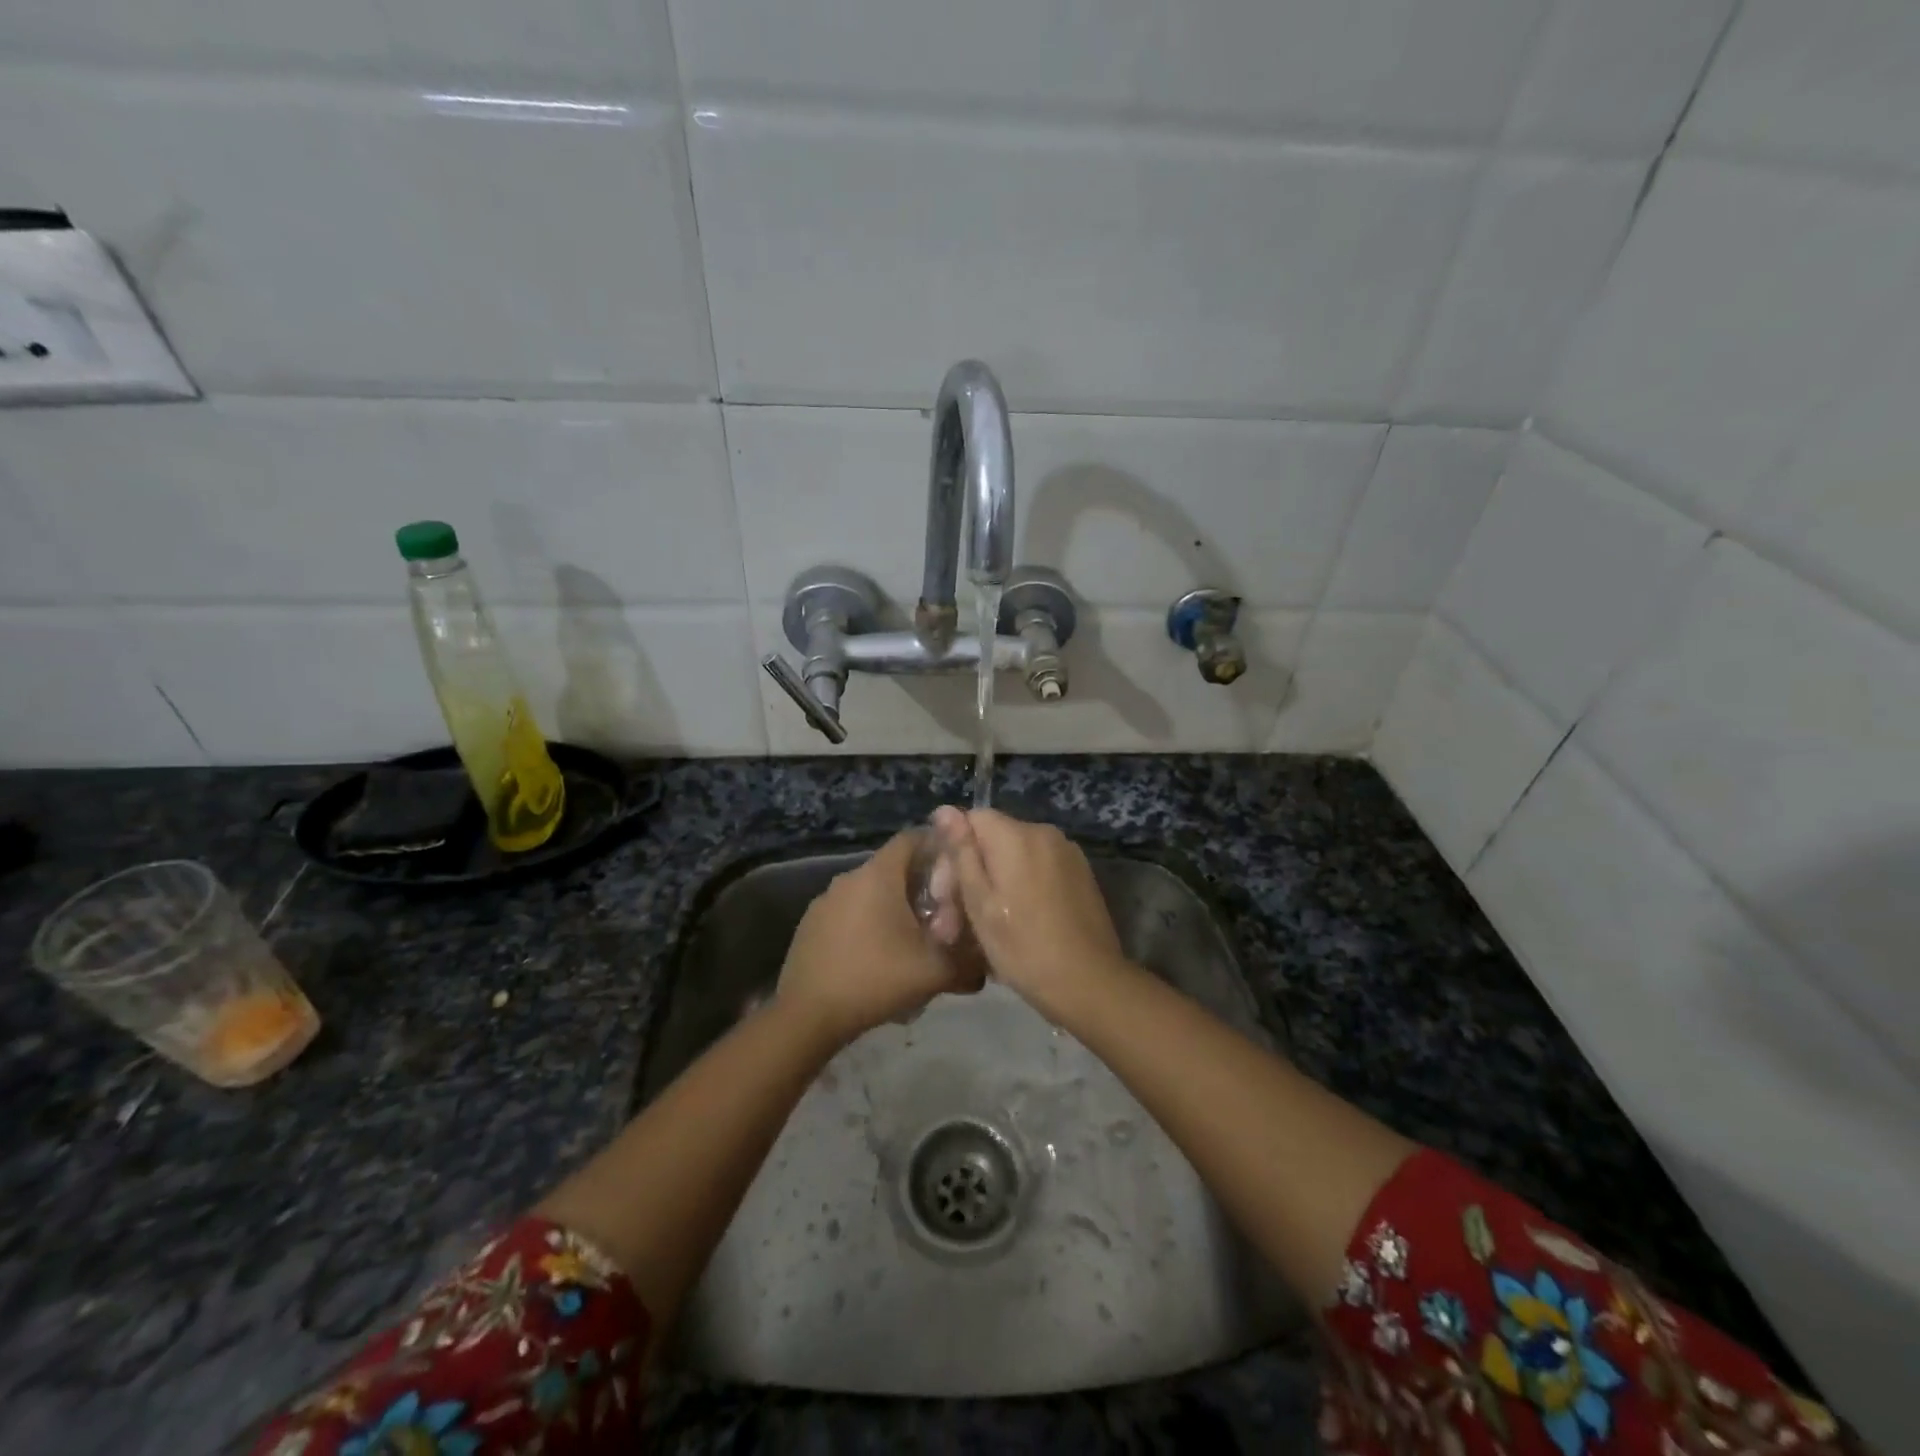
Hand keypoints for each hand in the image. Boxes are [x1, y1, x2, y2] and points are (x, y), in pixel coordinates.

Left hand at [777, 830, 984, 1044]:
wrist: (808, 1015)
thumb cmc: (875, 978)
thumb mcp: (934, 972)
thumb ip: (968, 964)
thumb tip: (987, 967)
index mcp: (879, 875)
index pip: (912, 838)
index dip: (937, 847)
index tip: (957, 870)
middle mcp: (849, 877)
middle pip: (892, 867)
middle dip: (918, 885)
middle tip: (942, 913)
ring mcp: (825, 900)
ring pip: (869, 892)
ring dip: (891, 908)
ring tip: (911, 940)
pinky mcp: (810, 924)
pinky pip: (848, 913)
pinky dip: (866, 925)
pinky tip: (876, 958)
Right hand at [927, 806, 1128, 1022]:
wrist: (1089, 982)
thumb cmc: (1023, 947)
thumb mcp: (980, 903)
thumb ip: (962, 853)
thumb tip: (945, 810)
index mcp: (1017, 836)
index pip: (971, 820)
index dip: (952, 852)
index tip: (944, 894)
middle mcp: (1044, 833)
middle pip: (994, 839)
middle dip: (971, 872)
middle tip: (954, 922)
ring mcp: (1067, 853)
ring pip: (1016, 857)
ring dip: (995, 883)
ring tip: (983, 927)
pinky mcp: (1081, 874)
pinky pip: (1039, 869)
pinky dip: (1021, 887)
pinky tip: (1015, 921)